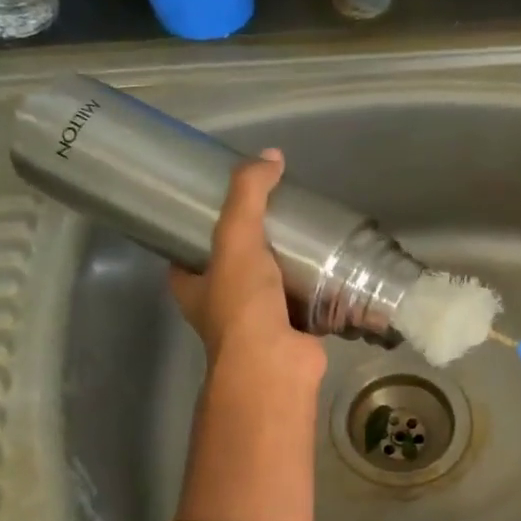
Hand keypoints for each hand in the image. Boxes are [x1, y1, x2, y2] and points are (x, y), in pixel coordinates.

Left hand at [169, 150, 325, 391]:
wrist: (274, 363)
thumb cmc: (242, 304)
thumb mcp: (236, 238)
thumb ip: (249, 195)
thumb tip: (271, 157)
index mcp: (192, 288)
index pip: (189, 252)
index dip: (202, 229)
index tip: (225, 205)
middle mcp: (220, 307)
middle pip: (234, 266)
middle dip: (254, 245)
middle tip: (277, 214)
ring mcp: (256, 323)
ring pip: (271, 285)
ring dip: (288, 266)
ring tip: (308, 234)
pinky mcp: (291, 333)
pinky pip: (304, 303)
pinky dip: (316, 288)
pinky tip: (332, 266)